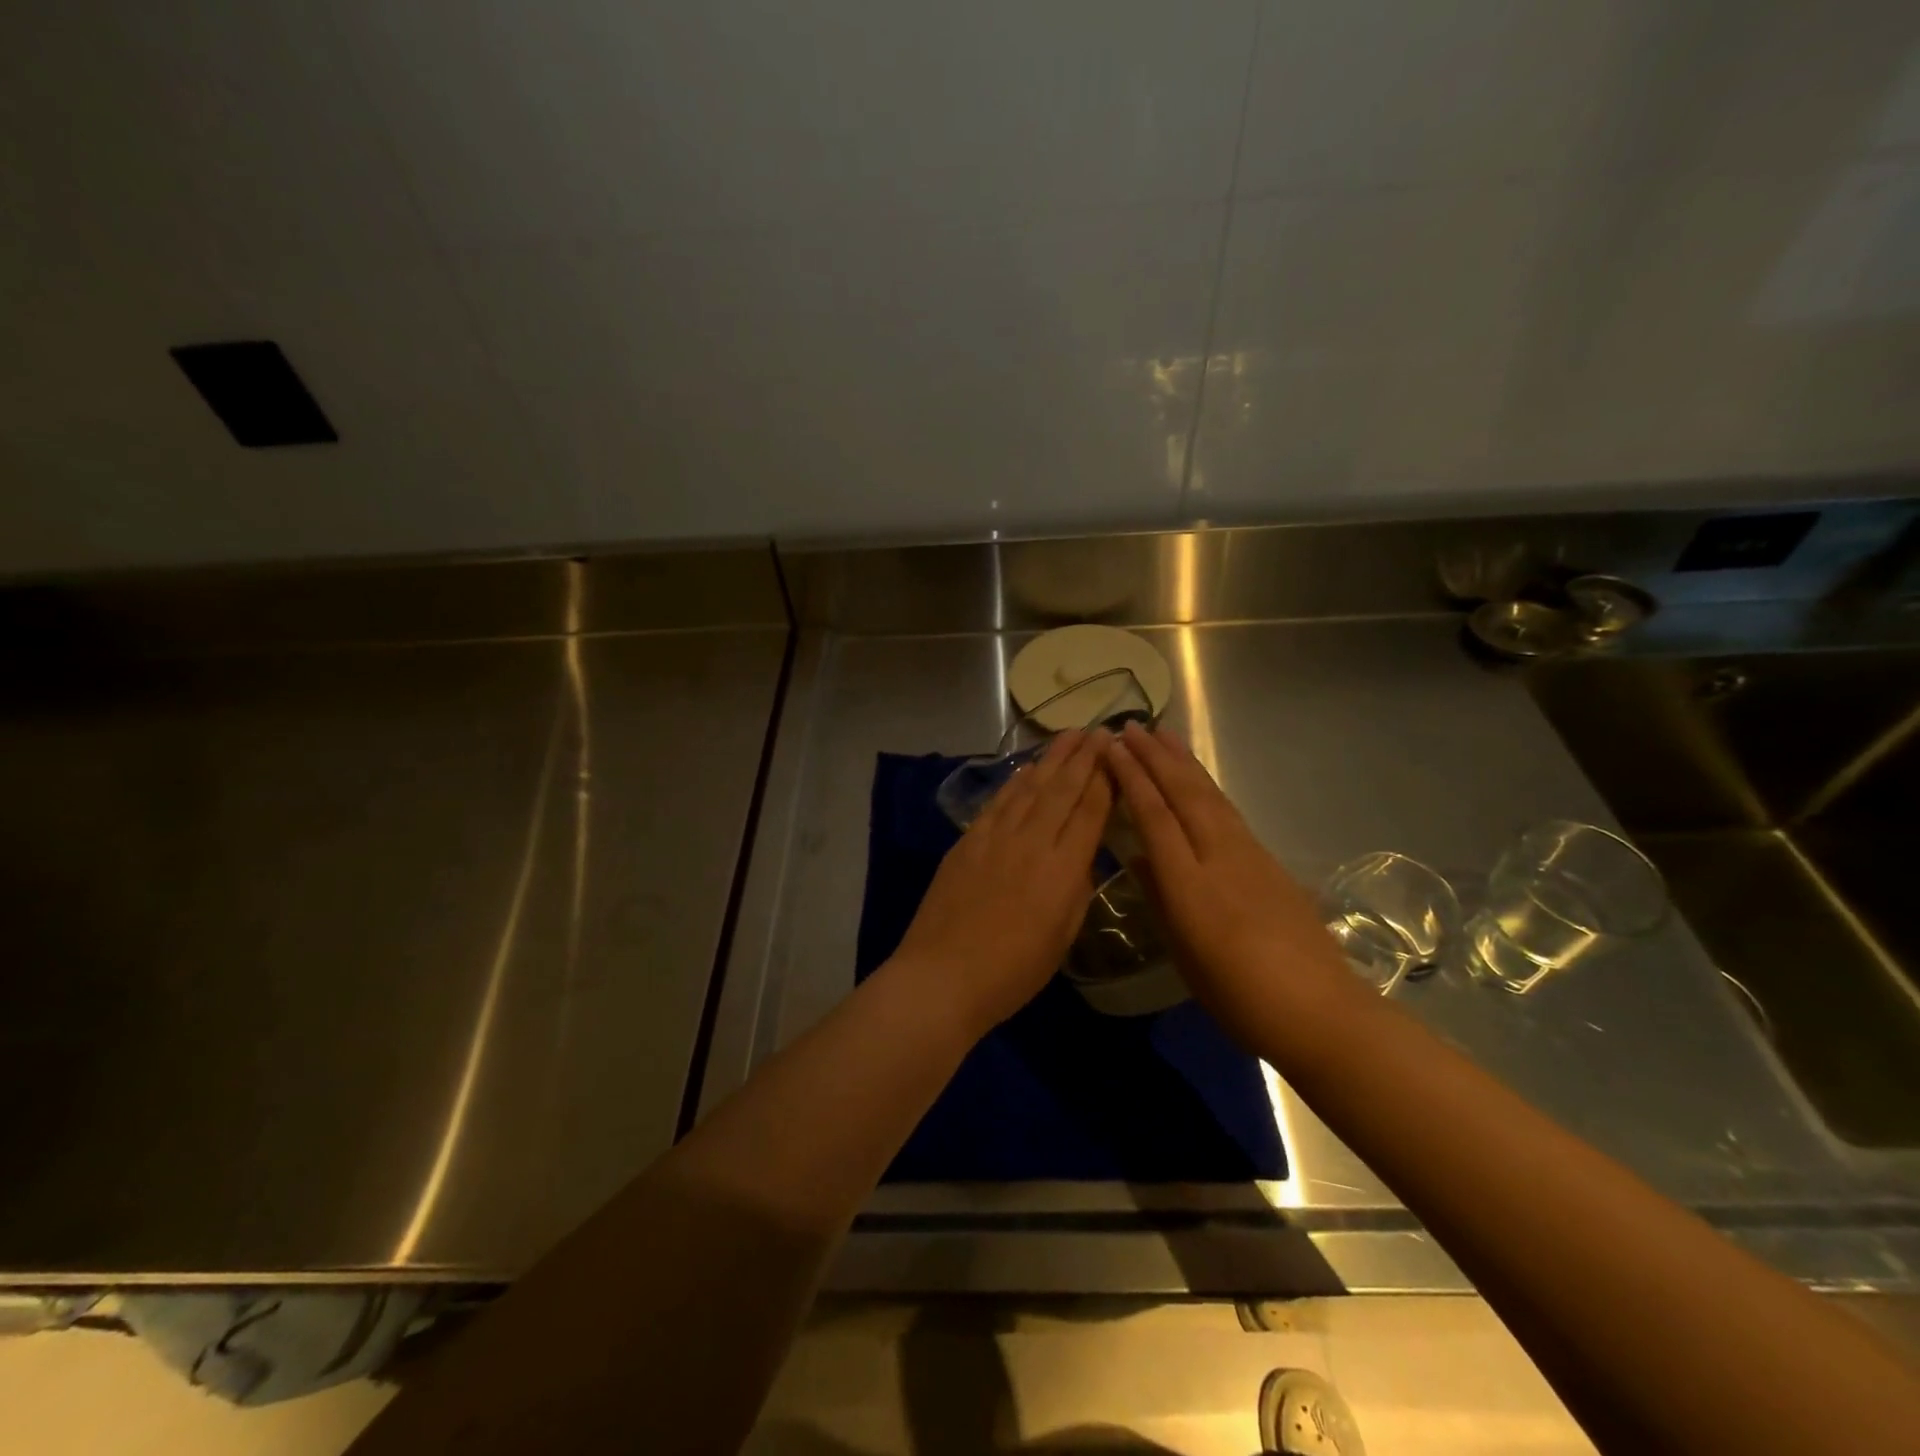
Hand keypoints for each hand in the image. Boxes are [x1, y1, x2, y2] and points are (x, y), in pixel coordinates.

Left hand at [890, 728, 1113, 1040]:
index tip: (1116, 753)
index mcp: (1063, 869)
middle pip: (1063, 789)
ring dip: (1052, 759)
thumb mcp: (1062, 937)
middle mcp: (1032, 842)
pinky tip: (1027, 768)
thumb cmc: (1012, 971)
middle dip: (1083, 757)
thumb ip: (1077, 890)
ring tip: (1069, 735)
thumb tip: (1083, 857)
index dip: (1106, 779)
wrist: (943, 975)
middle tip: (1099, 730)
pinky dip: (1016, 781)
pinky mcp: (968, 841)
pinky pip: (999, 802)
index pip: (1091, 811)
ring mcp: (996, 837)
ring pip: (1030, 788)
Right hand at [1105, 722, 1348, 1023]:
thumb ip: (1159, 898)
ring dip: (1184, 762)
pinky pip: (1228, 811)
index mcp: (1189, 884)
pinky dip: (1207, 786)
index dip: (1133, 779)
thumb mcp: (1184, 953)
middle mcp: (1219, 856)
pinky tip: (1199, 781)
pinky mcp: (1269, 861)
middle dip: (1155, 757)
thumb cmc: (1238, 995)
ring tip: (1164, 735)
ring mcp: (1250, 854)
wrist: (1319, 1010)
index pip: (1155, 816)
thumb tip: (1141, 858)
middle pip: (1184, 794)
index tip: (1113, 750)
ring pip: (1210, 796)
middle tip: (1131, 726)